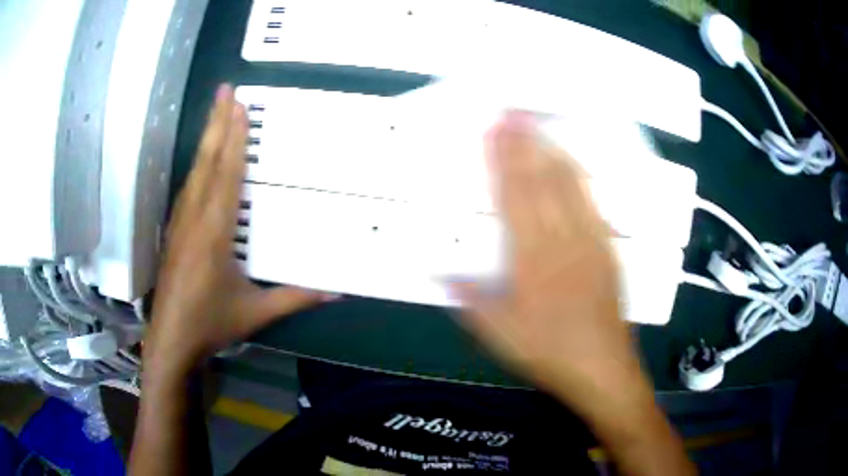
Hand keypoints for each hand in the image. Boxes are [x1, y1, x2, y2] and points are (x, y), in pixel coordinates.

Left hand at [145, 84, 323, 372]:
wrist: (170, 339)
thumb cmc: (210, 323)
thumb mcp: (256, 312)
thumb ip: (295, 297)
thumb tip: (337, 291)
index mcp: (214, 230)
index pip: (226, 174)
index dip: (234, 138)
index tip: (240, 106)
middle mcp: (194, 217)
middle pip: (207, 160)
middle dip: (216, 122)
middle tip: (224, 90)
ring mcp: (180, 222)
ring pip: (195, 170)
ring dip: (206, 138)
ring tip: (216, 112)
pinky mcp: (174, 231)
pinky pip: (188, 187)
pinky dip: (198, 164)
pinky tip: (202, 159)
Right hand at [452, 112, 641, 406]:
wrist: (602, 368)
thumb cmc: (549, 353)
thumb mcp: (501, 337)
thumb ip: (471, 302)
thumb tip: (440, 275)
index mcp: (531, 261)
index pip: (513, 198)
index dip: (503, 161)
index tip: (495, 132)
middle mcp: (562, 242)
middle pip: (541, 182)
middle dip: (525, 144)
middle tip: (513, 113)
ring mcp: (590, 242)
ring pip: (570, 186)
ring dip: (551, 151)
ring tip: (539, 124)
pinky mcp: (608, 248)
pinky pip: (593, 203)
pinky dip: (580, 176)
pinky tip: (572, 161)